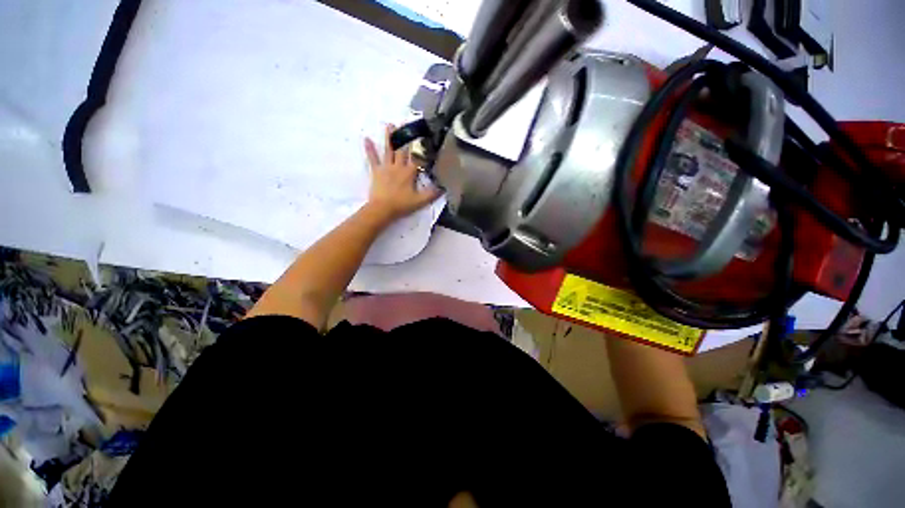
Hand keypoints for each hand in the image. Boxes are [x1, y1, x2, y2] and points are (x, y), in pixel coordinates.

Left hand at [364, 124, 441, 221]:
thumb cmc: (402, 205)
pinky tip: (366, 139)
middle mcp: (398, 166)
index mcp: (409, 172)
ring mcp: (386, 167)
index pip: (417, 158)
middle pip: (403, 150)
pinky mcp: (376, 171)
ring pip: (389, 150)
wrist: (382, 209)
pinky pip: (372, 158)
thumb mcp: (420, 201)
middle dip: (405, 137)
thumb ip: (432, 194)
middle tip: (406, 123)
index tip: (425, 138)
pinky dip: (369, 149)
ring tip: (390, 125)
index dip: (421, 149)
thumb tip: (443, 188)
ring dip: (389, 138)